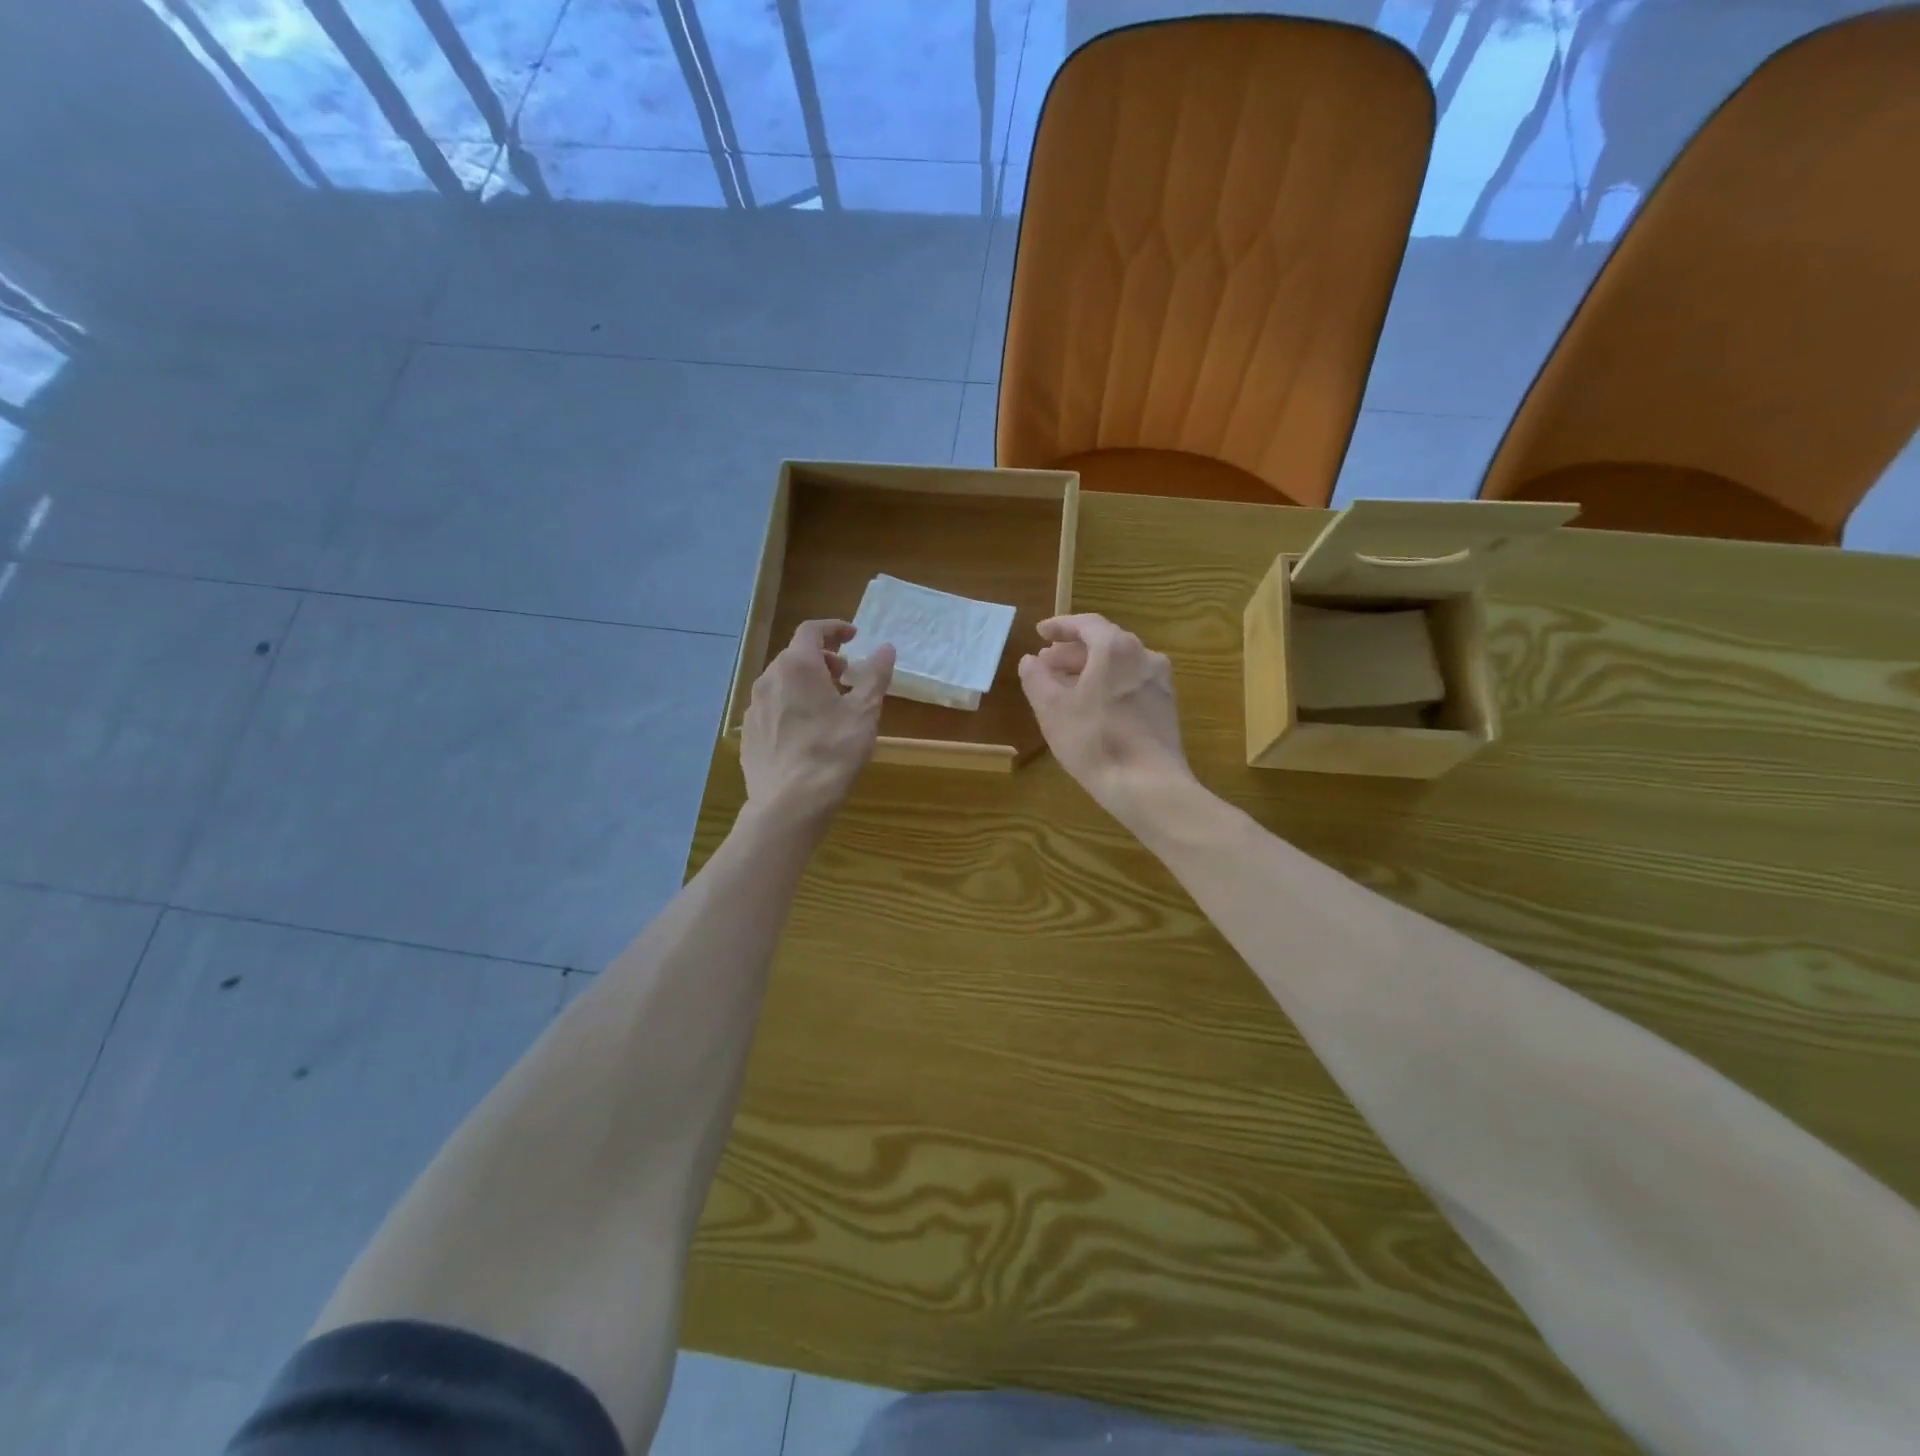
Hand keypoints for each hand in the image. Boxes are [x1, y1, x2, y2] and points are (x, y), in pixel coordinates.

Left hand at [742, 620, 894, 829]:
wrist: (790, 803)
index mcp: (797, 666)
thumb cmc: (833, 752)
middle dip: (822, 658)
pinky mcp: (749, 733)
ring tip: (828, 704)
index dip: (834, 628)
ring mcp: (754, 707)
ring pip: (781, 682)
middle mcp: (769, 679)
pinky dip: (791, 705)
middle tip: (846, 675)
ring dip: (805, 683)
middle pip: (795, 655)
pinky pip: (772, 707)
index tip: (853, 635)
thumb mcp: (864, 712)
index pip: (812, 630)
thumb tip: (886, 648)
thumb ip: (875, 675)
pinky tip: (806, 731)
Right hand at [1018, 614, 1195, 827]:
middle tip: (1047, 664)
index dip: (1060, 626)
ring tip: (1065, 688)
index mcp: (1116, 648)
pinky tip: (1093, 708)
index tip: (1040, 633)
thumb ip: (1036, 678)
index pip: (1087, 624)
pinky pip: (1131, 684)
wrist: (1149, 785)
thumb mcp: (1052, 709)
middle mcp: (1144, 656)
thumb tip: (1030, 660)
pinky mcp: (1166, 708)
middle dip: (1072, 652)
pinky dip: (1108, 686)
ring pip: (1119, 665)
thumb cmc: (1094, 740)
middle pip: (1104, 643)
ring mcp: (1160, 683)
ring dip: (1090, 670)